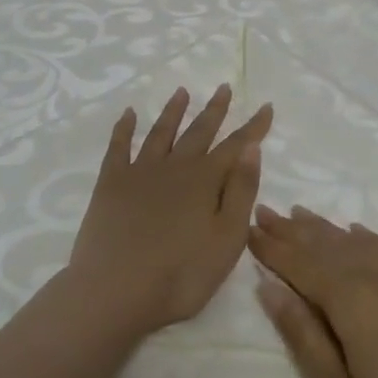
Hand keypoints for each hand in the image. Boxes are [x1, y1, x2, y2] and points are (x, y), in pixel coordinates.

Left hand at [67, 85, 270, 336]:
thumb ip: (241, 192)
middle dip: (214, 110)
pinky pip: (118, 146)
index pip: (236, 146)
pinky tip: (128, 114)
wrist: (115, 290)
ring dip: (173, 111)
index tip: (266, 106)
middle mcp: (175, 166)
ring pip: (161, 132)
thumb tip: (252, 149)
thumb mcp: (227, 241)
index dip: (253, 127)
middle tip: (224, 87)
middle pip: (199, 131)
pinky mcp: (111, 183)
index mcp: (205, 181)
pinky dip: (124, 128)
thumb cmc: (180, 275)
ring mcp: (140, 171)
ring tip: (182, 92)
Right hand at [249, 205, 377, 377]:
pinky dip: (365, 239)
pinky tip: (355, 234)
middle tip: (265, 212)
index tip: (248, 227)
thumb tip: (269, 286)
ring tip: (299, 215)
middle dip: (294, 230)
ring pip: (357, 244)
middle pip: (328, 246)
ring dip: (325, 230)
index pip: (302, 264)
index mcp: (353, 301)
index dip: (273, 248)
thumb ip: (303, 336)